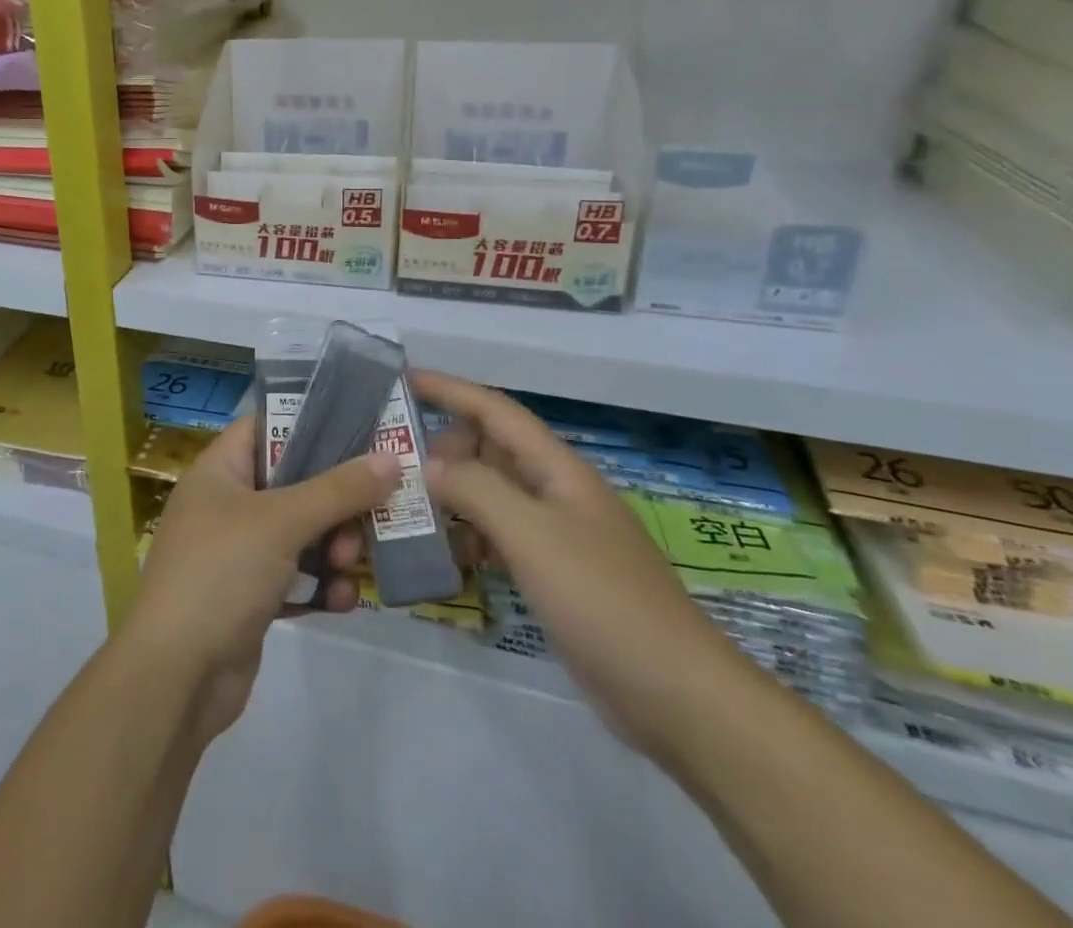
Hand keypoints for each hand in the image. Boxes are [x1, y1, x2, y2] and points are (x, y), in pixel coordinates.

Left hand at [120, 416, 401, 743]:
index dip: (308, 423)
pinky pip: (297, 578)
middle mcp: (226, 505)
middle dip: (334, 501)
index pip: (265, 426)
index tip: (359, 431)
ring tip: (347, 565)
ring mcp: (237, 553)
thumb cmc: (221, 574)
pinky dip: (320, 585)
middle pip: (293, 483)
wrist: (177, 677)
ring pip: (300, 533)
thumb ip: (338, 490)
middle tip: (366, 517)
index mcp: (219, 471)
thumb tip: (390, 458)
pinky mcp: (250, 597)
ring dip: (332, 546)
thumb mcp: (281, 522)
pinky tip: (342, 600)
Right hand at [414, 370, 754, 761]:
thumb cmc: (602, 599)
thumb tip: (430, 465)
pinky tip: (445, 556)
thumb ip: (476, 489)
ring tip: (407, 508)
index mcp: (557, 468)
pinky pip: (499, 536)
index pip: (494, 410)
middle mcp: (555, 491)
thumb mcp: (532, 534)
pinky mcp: (552, 574)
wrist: (677, 695)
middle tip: (395, 466)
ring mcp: (555, 534)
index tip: (402, 378)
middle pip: (489, 449)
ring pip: (491, 494)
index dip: (449, 389)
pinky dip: (469, 537)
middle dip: (443, 448)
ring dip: (452, 494)